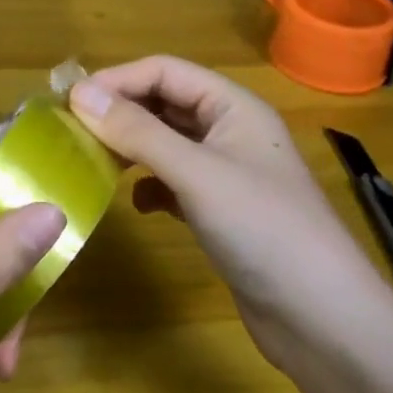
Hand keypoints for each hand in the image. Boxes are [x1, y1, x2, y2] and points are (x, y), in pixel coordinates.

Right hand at [67, 56, 392, 369]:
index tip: (69, 103)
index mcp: (234, 106)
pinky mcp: (222, 212)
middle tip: (72, 132)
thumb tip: (79, 94)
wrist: (324, 321)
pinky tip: (137, 204)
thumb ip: (138, 131)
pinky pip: (174, 182)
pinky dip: (150, 186)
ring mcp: (228, 173)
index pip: (165, 71)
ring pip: (167, 143)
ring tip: (94, 162)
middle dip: (120, 112)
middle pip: (165, 103)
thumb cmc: (264, 231)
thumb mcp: (196, 174)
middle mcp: (231, 131)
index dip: (117, 80)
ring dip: (131, 147)